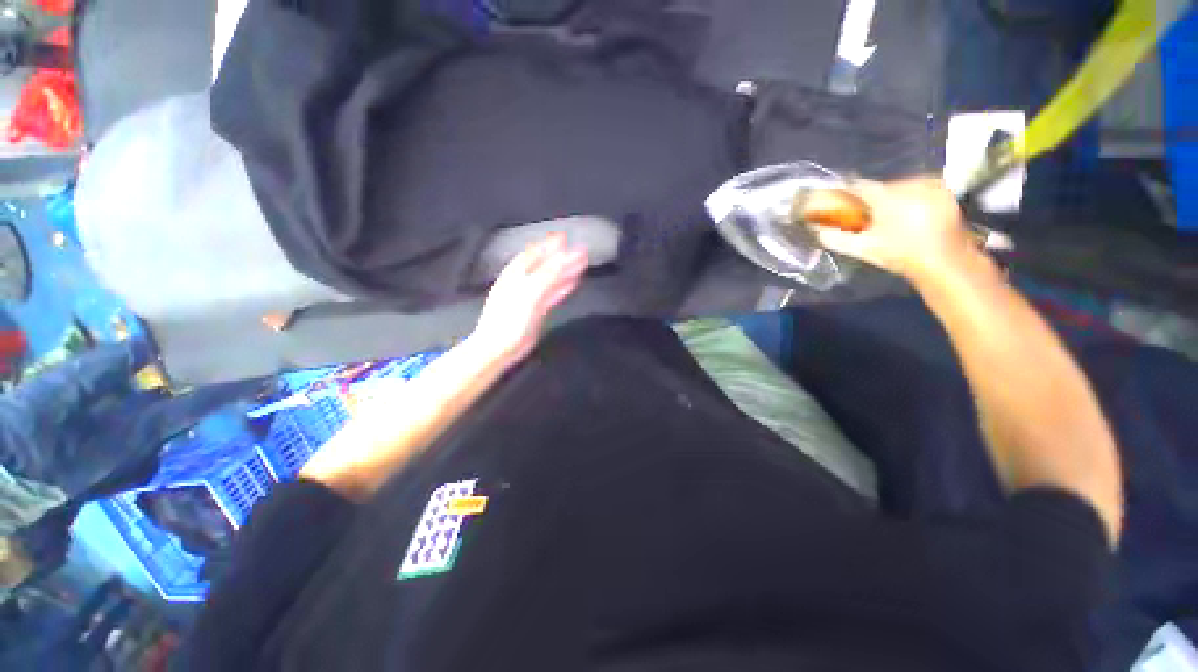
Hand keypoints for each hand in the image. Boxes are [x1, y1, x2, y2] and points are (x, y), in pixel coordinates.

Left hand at [472, 233, 588, 364]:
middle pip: (544, 265)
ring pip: (550, 280)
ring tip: (581, 264)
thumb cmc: (511, 319)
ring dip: (565, 271)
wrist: (498, 348)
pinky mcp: (535, 311)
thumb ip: (549, 274)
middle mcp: (522, 282)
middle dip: (561, 257)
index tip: (565, 236)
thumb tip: (566, 256)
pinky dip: (562, 288)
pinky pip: (551, 295)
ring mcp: (529, 297)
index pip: (535, 254)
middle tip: (579, 250)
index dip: (549, 245)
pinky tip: (572, 284)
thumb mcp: (530, 293)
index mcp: (517, 274)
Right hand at [814, 178, 971, 283]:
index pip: (858, 186)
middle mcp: (909, 184)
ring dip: (892, 197)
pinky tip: (910, 212)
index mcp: (887, 196)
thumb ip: (836, 238)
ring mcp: (930, 185)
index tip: (841, 202)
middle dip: (872, 199)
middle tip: (868, 216)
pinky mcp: (944, 190)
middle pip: (881, 186)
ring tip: (890, 216)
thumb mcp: (863, 249)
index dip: (846, 193)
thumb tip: (816, 230)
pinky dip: (911, 196)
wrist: (944, 262)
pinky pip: (920, 186)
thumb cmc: (900, 255)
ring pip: (900, 185)